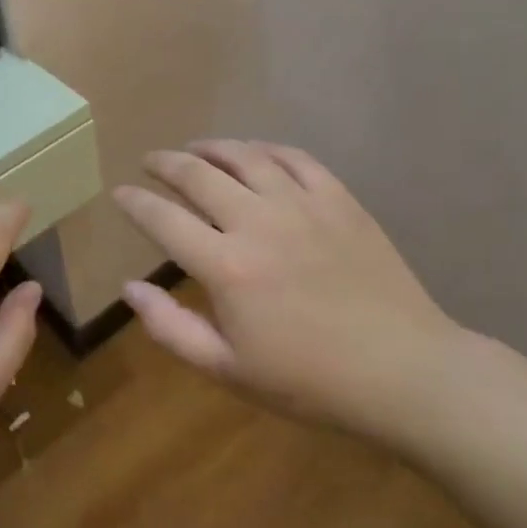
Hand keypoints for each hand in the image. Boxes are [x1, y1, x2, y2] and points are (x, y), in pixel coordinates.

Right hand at [112, 141, 461, 444]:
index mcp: (226, 266)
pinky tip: (254, 153)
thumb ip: (170, 328)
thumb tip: (129, 287)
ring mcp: (302, 205)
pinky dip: (265, 149)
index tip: (120, 192)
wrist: (406, 372)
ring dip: (211, 147)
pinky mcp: (339, 200)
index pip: (162, 218)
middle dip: (165, 163)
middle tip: (150, 161)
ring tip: (195, 149)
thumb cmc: (311, 380)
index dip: (134, 202)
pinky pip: (294, 158)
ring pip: (244, 156)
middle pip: (197, 174)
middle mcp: (257, 222)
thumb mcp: (229, 370)